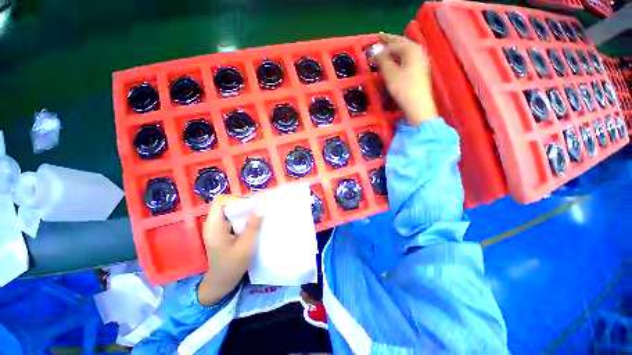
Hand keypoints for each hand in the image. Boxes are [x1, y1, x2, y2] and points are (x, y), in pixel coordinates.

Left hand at [197, 195, 262, 305]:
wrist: (221, 283)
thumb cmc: (231, 266)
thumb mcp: (245, 246)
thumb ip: (253, 226)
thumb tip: (262, 208)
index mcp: (214, 225)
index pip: (221, 201)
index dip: (236, 199)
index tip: (252, 206)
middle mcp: (214, 223)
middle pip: (227, 203)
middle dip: (244, 204)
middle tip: (259, 209)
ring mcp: (218, 227)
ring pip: (231, 210)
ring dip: (245, 210)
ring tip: (259, 214)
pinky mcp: (223, 230)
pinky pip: (234, 217)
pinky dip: (244, 217)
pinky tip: (253, 223)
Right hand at [373, 33, 437, 125]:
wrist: (418, 105)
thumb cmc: (403, 88)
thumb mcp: (390, 74)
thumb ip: (382, 61)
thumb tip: (376, 52)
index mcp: (411, 49)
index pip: (393, 44)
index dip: (380, 47)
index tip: (370, 51)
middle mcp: (418, 51)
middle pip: (401, 43)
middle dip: (389, 42)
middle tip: (379, 38)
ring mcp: (421, 61)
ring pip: (405, 51)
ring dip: (394, 50)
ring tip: (385, 50)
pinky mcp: (420, 70)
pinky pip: (407, 59)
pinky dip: (399, 58)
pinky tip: (395, 61)